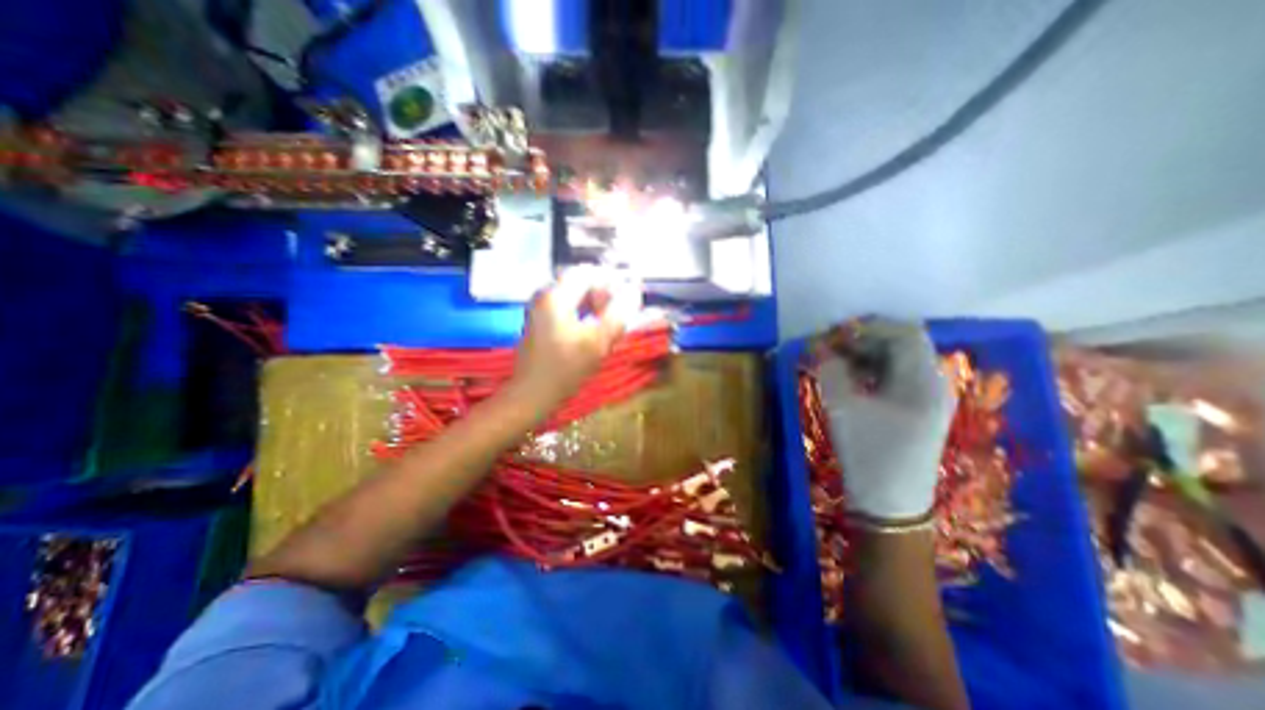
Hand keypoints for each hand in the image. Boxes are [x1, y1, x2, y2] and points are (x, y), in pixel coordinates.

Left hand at [508, 265, 642, 409]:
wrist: (532, 394)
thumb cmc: (565, 369)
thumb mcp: (598, 342)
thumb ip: (618, 314)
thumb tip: (634, 292)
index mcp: (555, 296)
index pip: (588, 272)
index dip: (611, 280)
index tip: (627, 296)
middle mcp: (545, 296)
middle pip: (581, 283)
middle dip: (604, 295)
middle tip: (620, 314)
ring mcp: (541, 309)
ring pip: (575, 297)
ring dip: (596, 306)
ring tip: (610, 325)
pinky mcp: (542, 322)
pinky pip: (568, 309)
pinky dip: (585, 315)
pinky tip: (595, 332)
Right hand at [816, 320, 952, 520]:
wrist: (889, 504)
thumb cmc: (869, 454)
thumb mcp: (843, 407)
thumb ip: (831, 370)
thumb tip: (820, 346)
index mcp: (923, 380)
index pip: (903, 332)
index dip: (868, 326)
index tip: (835, 333)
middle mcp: (932, 383)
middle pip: (901, 344)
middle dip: (862, 339)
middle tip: (829, 346)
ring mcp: (926, 398)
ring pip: (896, 360)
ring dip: (863, 354)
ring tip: (833, 360)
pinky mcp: (915, 411)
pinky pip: (893, 377)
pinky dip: (869, 370)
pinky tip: (847, 378)